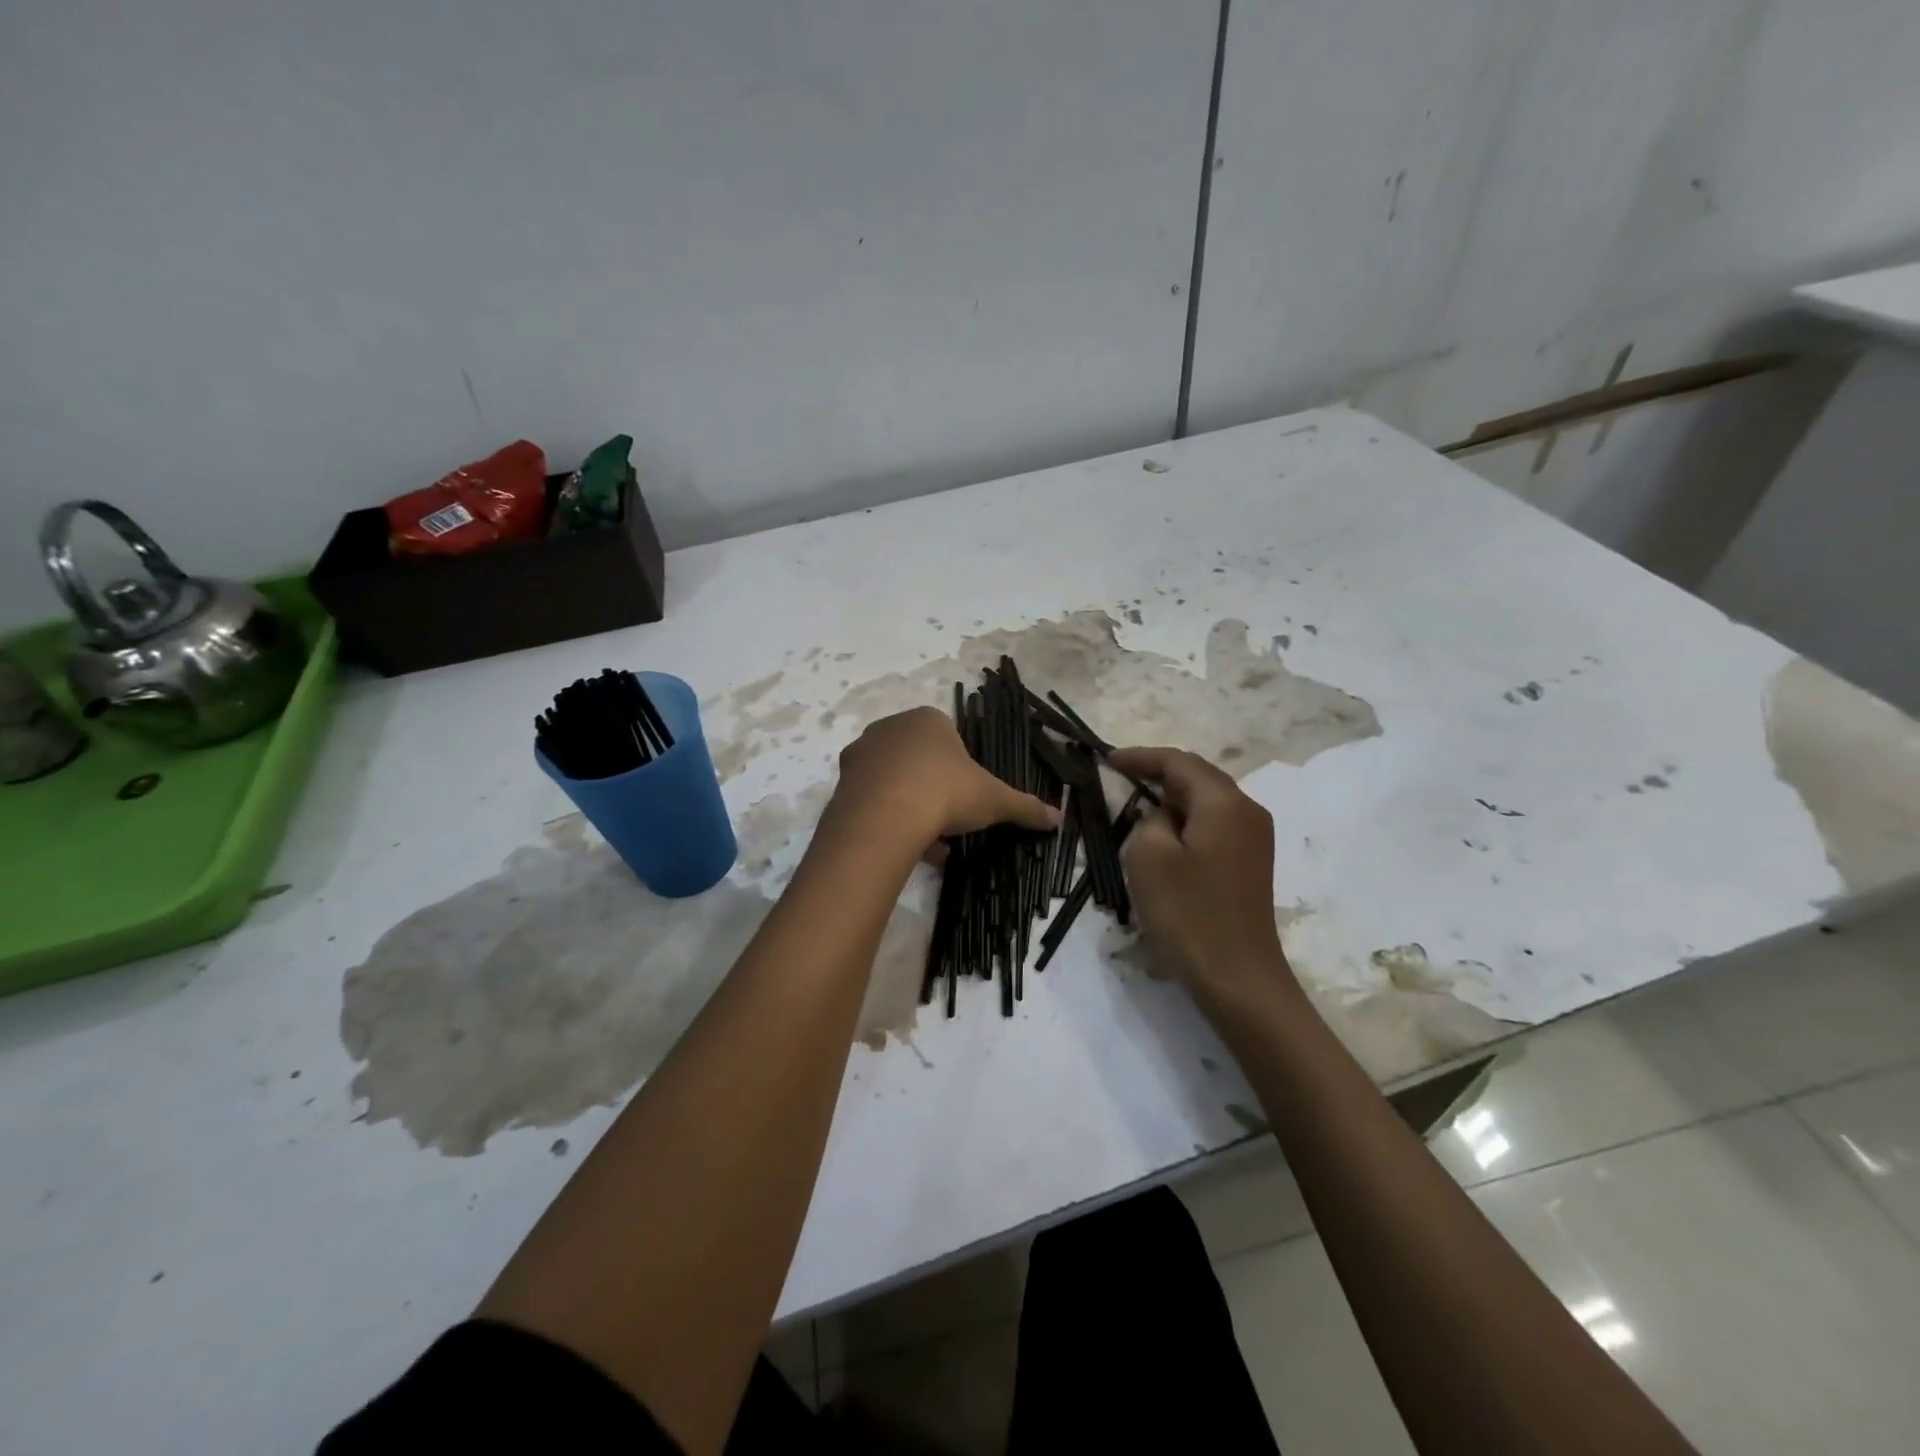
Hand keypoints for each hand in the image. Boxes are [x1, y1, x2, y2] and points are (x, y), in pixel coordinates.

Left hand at [832, 707, 1059, 850]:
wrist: (885, 817)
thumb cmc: (946, 792)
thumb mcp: (994, 800)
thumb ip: (1025, 806)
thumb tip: (1059, 819)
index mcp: (928, 719)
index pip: (948, 736)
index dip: (960, 769)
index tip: (966, 797)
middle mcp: (890, 727)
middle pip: (919, 758)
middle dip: (933, 787)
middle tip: (948, 819)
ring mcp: (862, 752)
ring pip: (893, 778)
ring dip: (910, 804)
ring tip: (927, 841)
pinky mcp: (842, 780)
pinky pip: (871, 797)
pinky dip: (887, 817)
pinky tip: (903, 844)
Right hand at [1110, 746, 1293, 1009]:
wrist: (1237, 976)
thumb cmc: (1188, 913)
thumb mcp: (1148, 856)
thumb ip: (1149, 819)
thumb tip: (1164, 817)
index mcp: (1224, 802)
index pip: (1178, 762)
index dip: (1141, 757)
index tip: (1108, 759)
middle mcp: (1247, 811)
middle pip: (1198, 777)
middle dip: (1159, 773)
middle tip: (1121, 776)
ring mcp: (1255, 838)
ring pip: (1207, 802)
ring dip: (1172, 799)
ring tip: (1137, 803)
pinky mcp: (1251, 863)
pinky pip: (1214, 825)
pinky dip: (1187, 821)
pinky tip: (1166, 836)